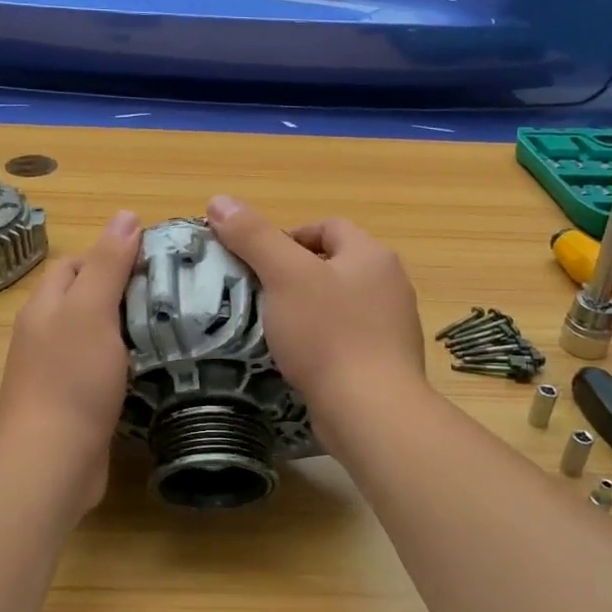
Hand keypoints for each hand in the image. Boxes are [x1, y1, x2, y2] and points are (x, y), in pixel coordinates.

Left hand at [0, 210, 140, 510]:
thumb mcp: (92, 310)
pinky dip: (124, 364)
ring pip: (95, 336)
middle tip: (169, 294)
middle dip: (122, 291)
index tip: (153, 261)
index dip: (110, 254)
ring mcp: (55, 371)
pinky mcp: (72, 402)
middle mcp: (44, 334)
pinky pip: (100, 370)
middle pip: (84, 298)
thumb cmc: (72, 378)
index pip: (76, 263)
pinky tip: (152, 368)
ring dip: (126, 329)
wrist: (51, 460)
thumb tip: (125, 215)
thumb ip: (109, 264)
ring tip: (170, 327)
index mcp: (45, 306)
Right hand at [205, 196, 427, 447]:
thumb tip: (218, 200)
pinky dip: (321, 341)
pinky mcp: (385, 362)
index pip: (328, 227)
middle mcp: (390, 284)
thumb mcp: (284, 276)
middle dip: (294, 274)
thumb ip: (253, 236)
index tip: (257, 261)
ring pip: (339, 303)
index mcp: (372, 255)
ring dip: (306, 309)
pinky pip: (346, 338)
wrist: (371, 411)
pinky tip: (299, 359)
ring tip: (273, 327)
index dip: (288, 236)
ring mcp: (392, 326)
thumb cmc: (328, 335)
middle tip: (260, 294)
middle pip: (333, 264)